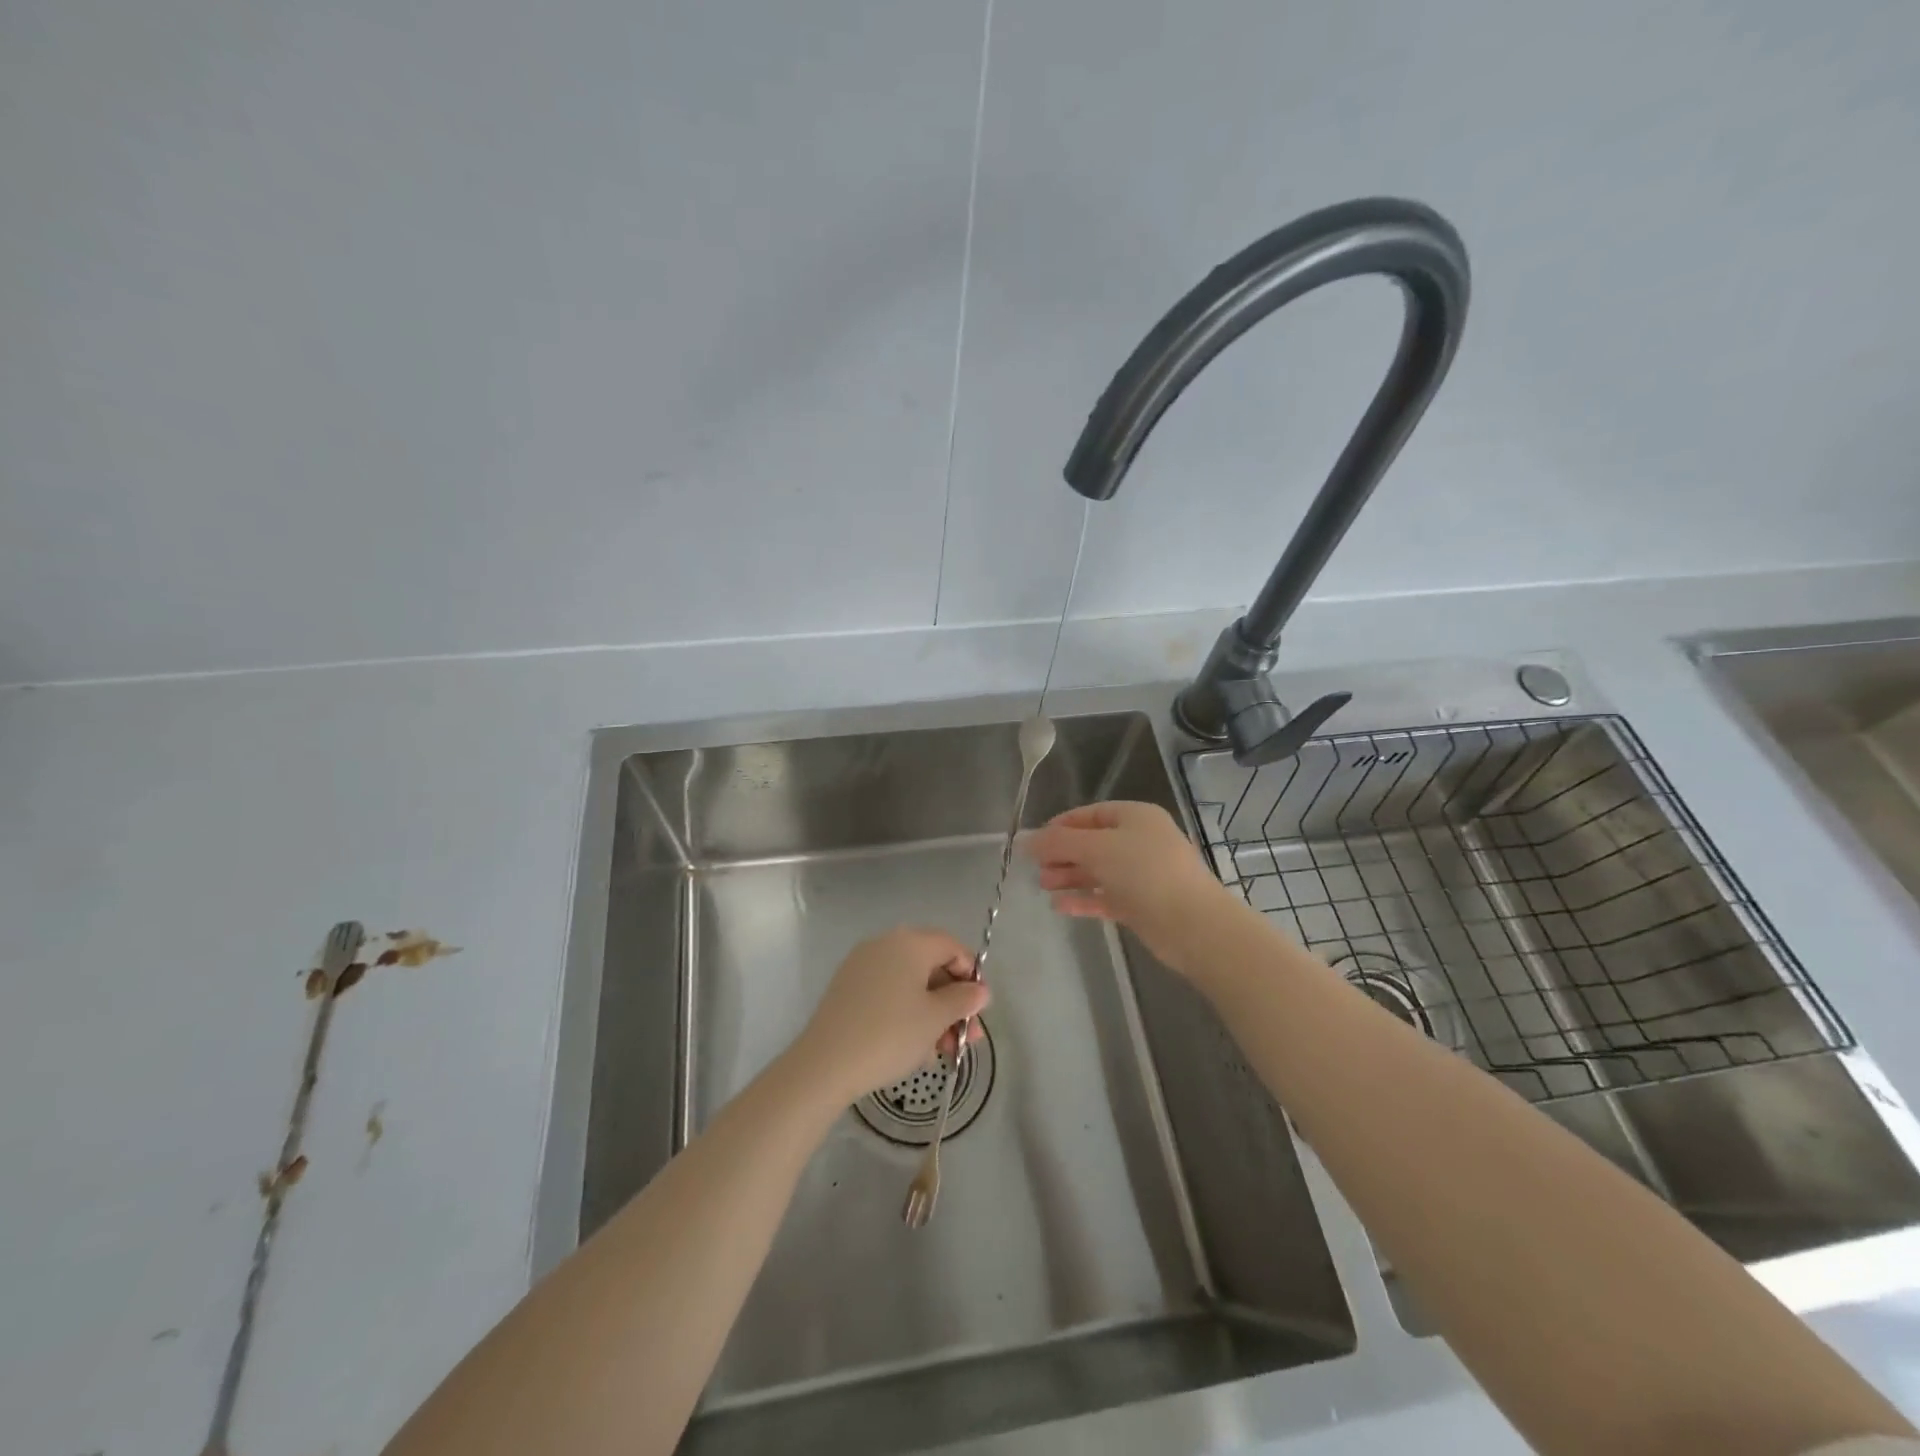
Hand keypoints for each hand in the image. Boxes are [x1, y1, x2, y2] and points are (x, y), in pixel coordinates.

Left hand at [791, 928, 990, 1107]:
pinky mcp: (847, 988)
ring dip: (932, 1012)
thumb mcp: (935, 1019)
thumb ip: (963, 1000)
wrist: (825, 1063)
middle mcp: (885, 944)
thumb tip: (980, 990)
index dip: (971, 975)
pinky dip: (906, 1012)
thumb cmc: (890, 1034)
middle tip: (967, 1038)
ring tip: (942, 1051)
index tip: (980, 1010)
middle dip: (953, 1001)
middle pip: (931, 965)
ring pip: (909, 983)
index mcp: (910, 942)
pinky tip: (914, 1046)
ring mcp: (862, 965)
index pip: (952, 947)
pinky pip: (888, 992)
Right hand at [1025, 801, 1233, 970]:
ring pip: (1098, 871)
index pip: (1091, 814)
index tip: (1035, 841)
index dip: (1061, 825)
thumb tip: (1026, 839)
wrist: (1193, 925)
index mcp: (1135, 817)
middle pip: (1092, 843)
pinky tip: (1060, 907)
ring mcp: (1142, 874)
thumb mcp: (1097, 849)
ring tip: (1044, 886)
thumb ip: (1059, 843)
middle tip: (1036, 868)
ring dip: (1070, 876)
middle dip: (1062, 854)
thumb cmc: (1145, 873)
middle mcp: (1140, 841)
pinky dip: (1083, 899)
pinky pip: (1106, 896)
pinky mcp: (1142, 905)